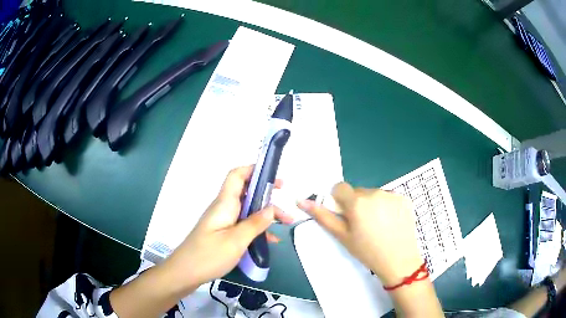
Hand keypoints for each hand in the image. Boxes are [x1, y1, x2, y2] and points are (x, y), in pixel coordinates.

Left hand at [162, 166, 293, 291]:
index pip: (237, 175)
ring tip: (285, 222)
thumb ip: (255, 224)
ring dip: (265, 214)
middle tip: (285, 198)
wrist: (185, 273)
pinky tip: (271, 240)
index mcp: (224, 204)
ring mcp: (222, 221)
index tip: (273, 176)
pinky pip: (242, 225)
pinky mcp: (222, 234)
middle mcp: (223, 208)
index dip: (254, 170)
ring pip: (246, 210)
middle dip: (266, 194)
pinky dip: (257, 229)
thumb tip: (271, 209)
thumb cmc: (208, 255)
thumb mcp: (236, 241)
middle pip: (246, 192)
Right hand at [298, 182, 422, 285]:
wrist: (398, 261)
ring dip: (372, 204)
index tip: (345, 215)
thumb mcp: (342, 236)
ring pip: (374, 194)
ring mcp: (392, 194)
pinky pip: (389, 197)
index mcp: (357, 202)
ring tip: (377, 225)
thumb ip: (323, 217)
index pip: (340, 187)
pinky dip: (386, 206)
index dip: (339, 200)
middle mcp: (375, 192)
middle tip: (362, 225)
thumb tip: (301, 201)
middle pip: (358, 192)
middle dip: (356, 204)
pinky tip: (390, 222)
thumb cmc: (367, 251)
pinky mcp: (404, 198)